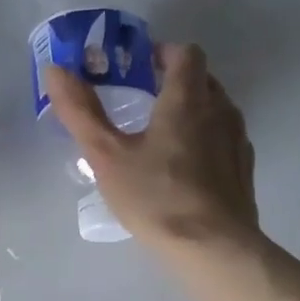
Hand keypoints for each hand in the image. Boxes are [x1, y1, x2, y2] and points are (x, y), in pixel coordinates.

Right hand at [46, 44, 258, 257]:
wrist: (213, 248)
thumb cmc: (156, 197)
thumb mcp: (107, 156)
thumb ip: (81, 112)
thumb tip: (56, 70)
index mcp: (187, 99)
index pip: (184, 52)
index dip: (161, 52)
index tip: (136, 67)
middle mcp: (219, 109)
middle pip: (201, 78)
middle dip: (173, 81)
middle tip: (140, 100)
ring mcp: (236, 140)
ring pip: (215, 109)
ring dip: (190, 111)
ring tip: (160, 136)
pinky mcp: (243, 170)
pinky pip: (223, 139)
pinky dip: (204, 139)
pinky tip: (183, 169)